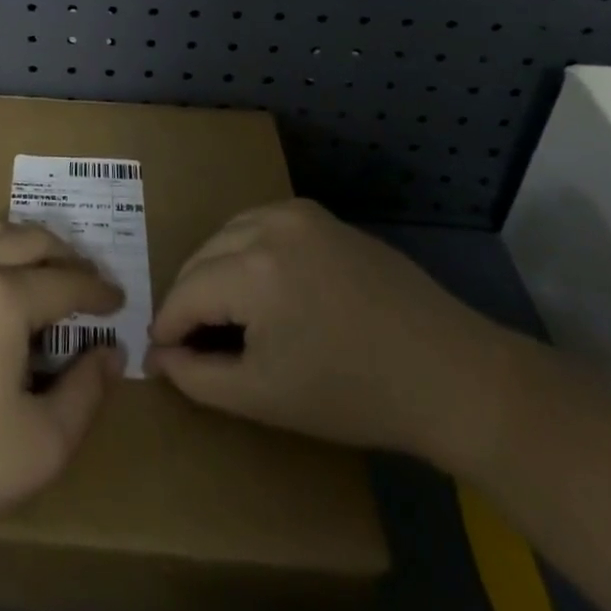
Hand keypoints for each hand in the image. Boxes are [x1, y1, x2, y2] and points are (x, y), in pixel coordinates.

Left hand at [0, 221, 123, 541]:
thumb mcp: (40, 444)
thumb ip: (85, 394)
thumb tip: (110, 354)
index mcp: (5, 299)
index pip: (66, 282)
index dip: (98, 292)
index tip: (119, 301)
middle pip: (30, 240)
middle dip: (67, 254)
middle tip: (89, 279)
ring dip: (28, 243)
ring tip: (48, 267)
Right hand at [145, 199, 506, 461]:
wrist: (451, 374)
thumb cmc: (354, 394)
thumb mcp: (265, 398)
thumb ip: (199, 377)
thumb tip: (159, 355)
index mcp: (253, 269)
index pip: (186, 291)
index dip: (168, 325)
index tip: (159, 352)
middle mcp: (268, 225)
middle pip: (203, 257)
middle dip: (190, 297)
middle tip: (191, 339)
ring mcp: (297, 213)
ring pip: (227, 233)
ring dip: (215, 269)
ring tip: (224, 313)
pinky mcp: (320, 215)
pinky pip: (260, 224)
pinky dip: (245, 250)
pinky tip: (261, 285)